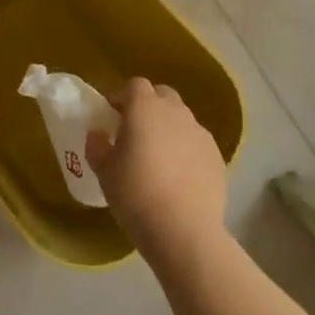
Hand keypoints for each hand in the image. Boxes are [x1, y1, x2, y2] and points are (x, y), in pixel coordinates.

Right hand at [87, 78, 227, 251]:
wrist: (183, 229)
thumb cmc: (135, 194)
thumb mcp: (104, 172)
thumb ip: (97, 146)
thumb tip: (98, 134)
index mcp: (144, 108)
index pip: (135, 85)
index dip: (122, 97)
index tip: (112, 116)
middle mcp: (175, 112)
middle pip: (162, 95)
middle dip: (148, 107)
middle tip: (135, 133)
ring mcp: (200, 133)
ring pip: (182, 119)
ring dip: (169, 128)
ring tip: (158, 158)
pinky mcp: (217, 156)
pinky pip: (197, 143)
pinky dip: (186, 150)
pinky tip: (178, 177)